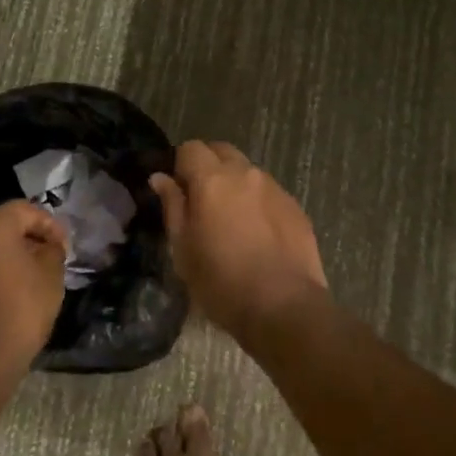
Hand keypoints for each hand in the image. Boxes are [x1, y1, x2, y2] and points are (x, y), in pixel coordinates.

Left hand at [0, 200, 68, 391]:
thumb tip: (47, 247)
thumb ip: (52, 251)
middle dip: (27, 238)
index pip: (26, 210)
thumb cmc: (18, 313)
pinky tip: (5, 295)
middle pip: (1, 226)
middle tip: (48, 257)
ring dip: (7, 257)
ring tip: (29, 277)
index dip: (49, 225)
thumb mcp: (51, 278)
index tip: (64, 246)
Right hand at [151, 141, 327, 341]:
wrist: (285, 307)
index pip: (190, 148)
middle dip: (208, 166)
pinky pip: (268, 192)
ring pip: (247, 170)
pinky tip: (258, 234)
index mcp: (212, 179)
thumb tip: (160, 178)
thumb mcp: (184, 250)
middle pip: (221, 151)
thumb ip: (172, 207)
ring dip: (235, 184)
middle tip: (202, 201)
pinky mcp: (295, 206)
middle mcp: (245, 173)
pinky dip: (257, 202)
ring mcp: (274, 187)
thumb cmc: (222, 283)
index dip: (180, 165)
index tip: (178, 191)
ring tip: (232, 221)